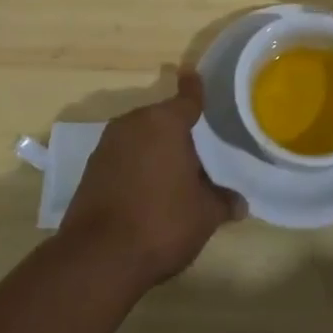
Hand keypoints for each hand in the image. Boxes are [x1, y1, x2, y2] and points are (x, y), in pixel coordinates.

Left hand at [56, 71, 242, 288]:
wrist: (99, 258)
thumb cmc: (161, 223)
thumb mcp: (205, 215)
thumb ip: (222, 201)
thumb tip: (240, 202)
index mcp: (165, 123)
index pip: (187, 99)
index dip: (194, 89)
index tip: (193, 75)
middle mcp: (134, 123)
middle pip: (162, 118)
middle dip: (178, 130)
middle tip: (199, 149)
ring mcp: (108, 145)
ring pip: (140, 137)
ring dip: (155, 148)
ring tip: (175, 172)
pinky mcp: (92, 168)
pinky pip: (123, 156)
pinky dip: (137, 164)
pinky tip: (148, 188)